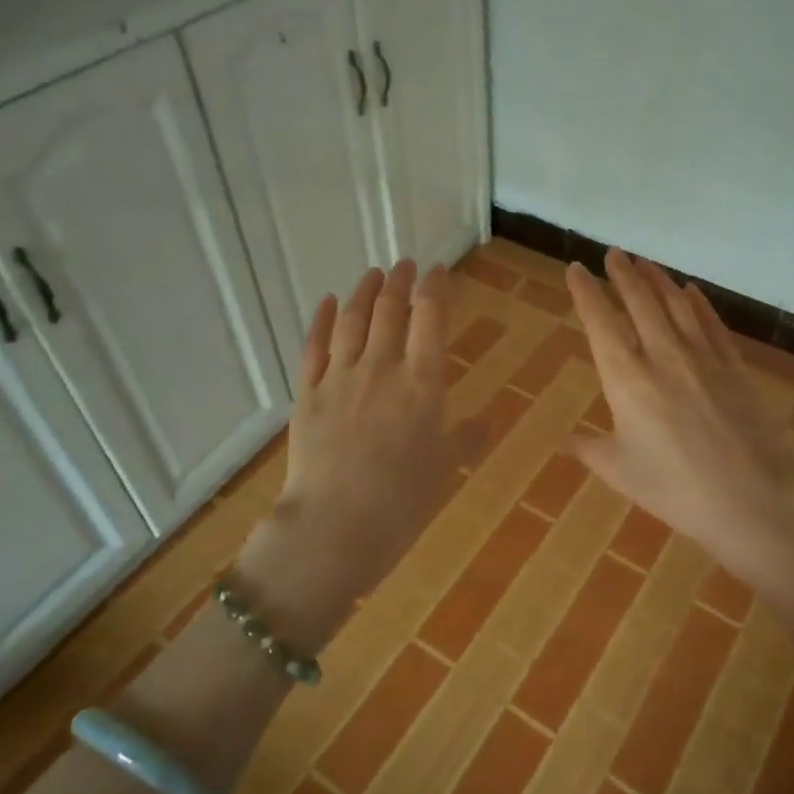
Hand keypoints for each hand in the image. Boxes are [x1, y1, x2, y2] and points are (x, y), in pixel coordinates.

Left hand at [234, 261, 484, 652]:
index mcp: (422, 384)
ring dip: (365, 291)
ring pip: (353, 320)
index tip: (437, 271)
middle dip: (399, 282)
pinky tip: (330, 302)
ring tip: (373, 273)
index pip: (430, 318)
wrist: (334, 528)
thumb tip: (487, 424)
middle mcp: (381, 368)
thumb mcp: (445, 470)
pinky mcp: (307, 394)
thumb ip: (467, 440)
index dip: (434, 288)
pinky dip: (323, 319)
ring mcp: (339, 378)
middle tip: (404, 265)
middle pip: (390, 310)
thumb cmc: (401, 503)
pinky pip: (314, 346)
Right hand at [566, 249, 793, 588]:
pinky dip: (698, 302)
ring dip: (657, 279)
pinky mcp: (734, 365)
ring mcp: (702, 357)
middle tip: (613, 253)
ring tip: (645, 262)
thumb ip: (592, 450)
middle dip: (623, 273)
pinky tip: (691, 291)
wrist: (754, 498)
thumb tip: (568, 440)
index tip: (577, 269)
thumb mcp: (622, 473)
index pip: (600, 321)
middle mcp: (662, 355)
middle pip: (639, 301)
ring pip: (676, 304)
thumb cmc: (677, 490)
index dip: (586, 292)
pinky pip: (712, 323)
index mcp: (626, 378)